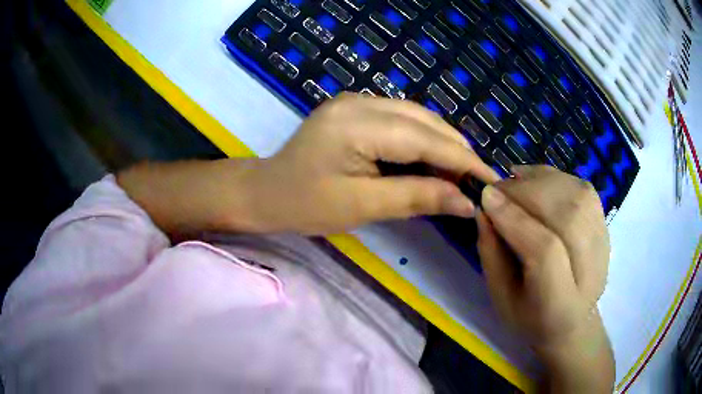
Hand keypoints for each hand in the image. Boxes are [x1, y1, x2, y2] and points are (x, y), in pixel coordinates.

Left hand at [241, 92, 498, 233]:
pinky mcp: (355, 108)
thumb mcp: (363, 206)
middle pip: (425, 121)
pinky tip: (430, 160)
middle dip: (456, 151)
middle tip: (474, 183)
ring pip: (417, 116)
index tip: (492, 181)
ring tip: (458, 174)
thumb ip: (417, 198)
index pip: (426, 139)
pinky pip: (401, 118)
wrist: (265, 191)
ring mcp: (356, 101)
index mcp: (357, 124)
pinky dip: (421, 139)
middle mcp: (359, 101)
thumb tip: (466, 202)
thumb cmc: (305, 205)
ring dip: (441, 144)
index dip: (464, 161)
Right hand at [475, 165, 613, 392]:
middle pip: (567, 216)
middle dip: (527, 193)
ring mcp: (603, 246)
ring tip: (516, 181)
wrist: (572, 321)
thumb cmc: (530, 317)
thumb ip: (491, 253)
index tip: (486, 198)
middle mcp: (591, 272)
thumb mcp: (500, 296)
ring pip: (578, 196)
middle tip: (498, 188)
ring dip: (542, 180)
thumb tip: (484, 207)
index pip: (546, 251)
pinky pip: (584, 190)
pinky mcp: (605, 227)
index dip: (515, 219)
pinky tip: (538, 180)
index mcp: (560, 304)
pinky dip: (558, 178)